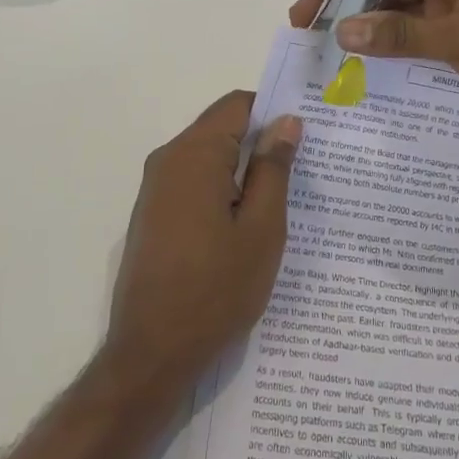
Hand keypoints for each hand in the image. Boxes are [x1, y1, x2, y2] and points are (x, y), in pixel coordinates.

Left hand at [106, 92, 302, 395]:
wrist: (151, 353)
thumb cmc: (215, 289)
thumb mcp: (261, 229)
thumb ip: (273, 168)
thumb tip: (286, 121)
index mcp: (194, 154)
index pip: (237, 105)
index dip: (273, 111)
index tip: (306, 133)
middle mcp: (168, 160)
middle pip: (221, 129)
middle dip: (261, 144)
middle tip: (304, 171)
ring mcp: (155, 189)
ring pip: (209, 159)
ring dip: (243, 171)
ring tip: (282, 201)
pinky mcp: (153, 215)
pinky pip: (194, 184)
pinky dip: (222, 192)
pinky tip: (246, 225)